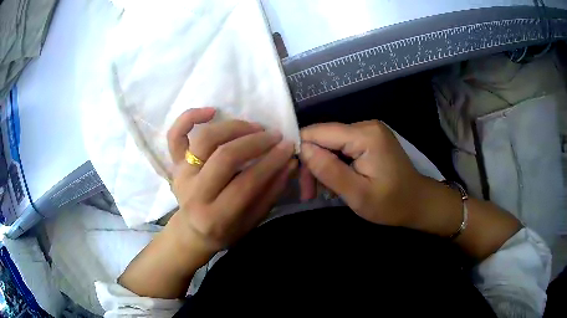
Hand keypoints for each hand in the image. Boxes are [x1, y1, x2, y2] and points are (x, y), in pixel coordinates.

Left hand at [167, 108, 296, 260]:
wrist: (192, 232)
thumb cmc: (225, 230)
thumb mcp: (253, 220)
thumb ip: (271, 192)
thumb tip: (290, 162)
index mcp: (215, 216)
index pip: (246, 183)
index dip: (271, 162)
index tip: (288, 147)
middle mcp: (194, 193)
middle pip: (225, 157)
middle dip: (255, 142)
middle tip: (275, 136)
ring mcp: (181, 174)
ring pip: (205, 139)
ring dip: (234, 127)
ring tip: (255, 127)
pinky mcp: (174, 163)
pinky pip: (175, 134)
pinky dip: (190, 117)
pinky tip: (212, 111)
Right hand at [299, 121, 429, 227]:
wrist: (417, 202)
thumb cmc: (391, 204)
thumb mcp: (358, 195)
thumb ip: (330, 171)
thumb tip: (302, 150)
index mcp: (365, 135)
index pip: (319, 132)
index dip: (303, 152)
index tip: (300, 180)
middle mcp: (365, 125)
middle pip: (323, 138)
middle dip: (313, 164)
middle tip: (309, 194)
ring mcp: (368, 130)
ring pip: (330, 143)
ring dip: (322, 166)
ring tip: (320, 192)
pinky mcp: (369, 138)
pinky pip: (341, 147)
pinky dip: (334, 164)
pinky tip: (334, 182)